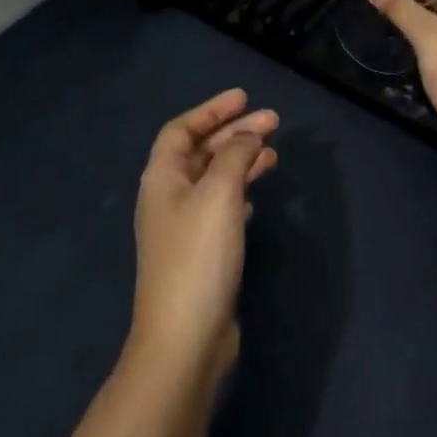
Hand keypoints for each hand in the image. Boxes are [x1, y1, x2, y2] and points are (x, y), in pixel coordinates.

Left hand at [128, 89, 278, 386]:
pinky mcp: (201, 253)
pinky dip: (240, 191)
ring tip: (274, 152)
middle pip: (200, 151)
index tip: (244, 98)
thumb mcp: (219, 194)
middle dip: (234, 132)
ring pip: (214, 178)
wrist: (185, 338)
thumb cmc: (198, 256)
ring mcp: (183, 228)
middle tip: (273, 121)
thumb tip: (248, 135)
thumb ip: (235, 155)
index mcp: (162, 179)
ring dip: (241, 160)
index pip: (181, 129)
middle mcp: (168, 198)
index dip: (211, 110)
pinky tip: (257, 193)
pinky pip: (221, 206)